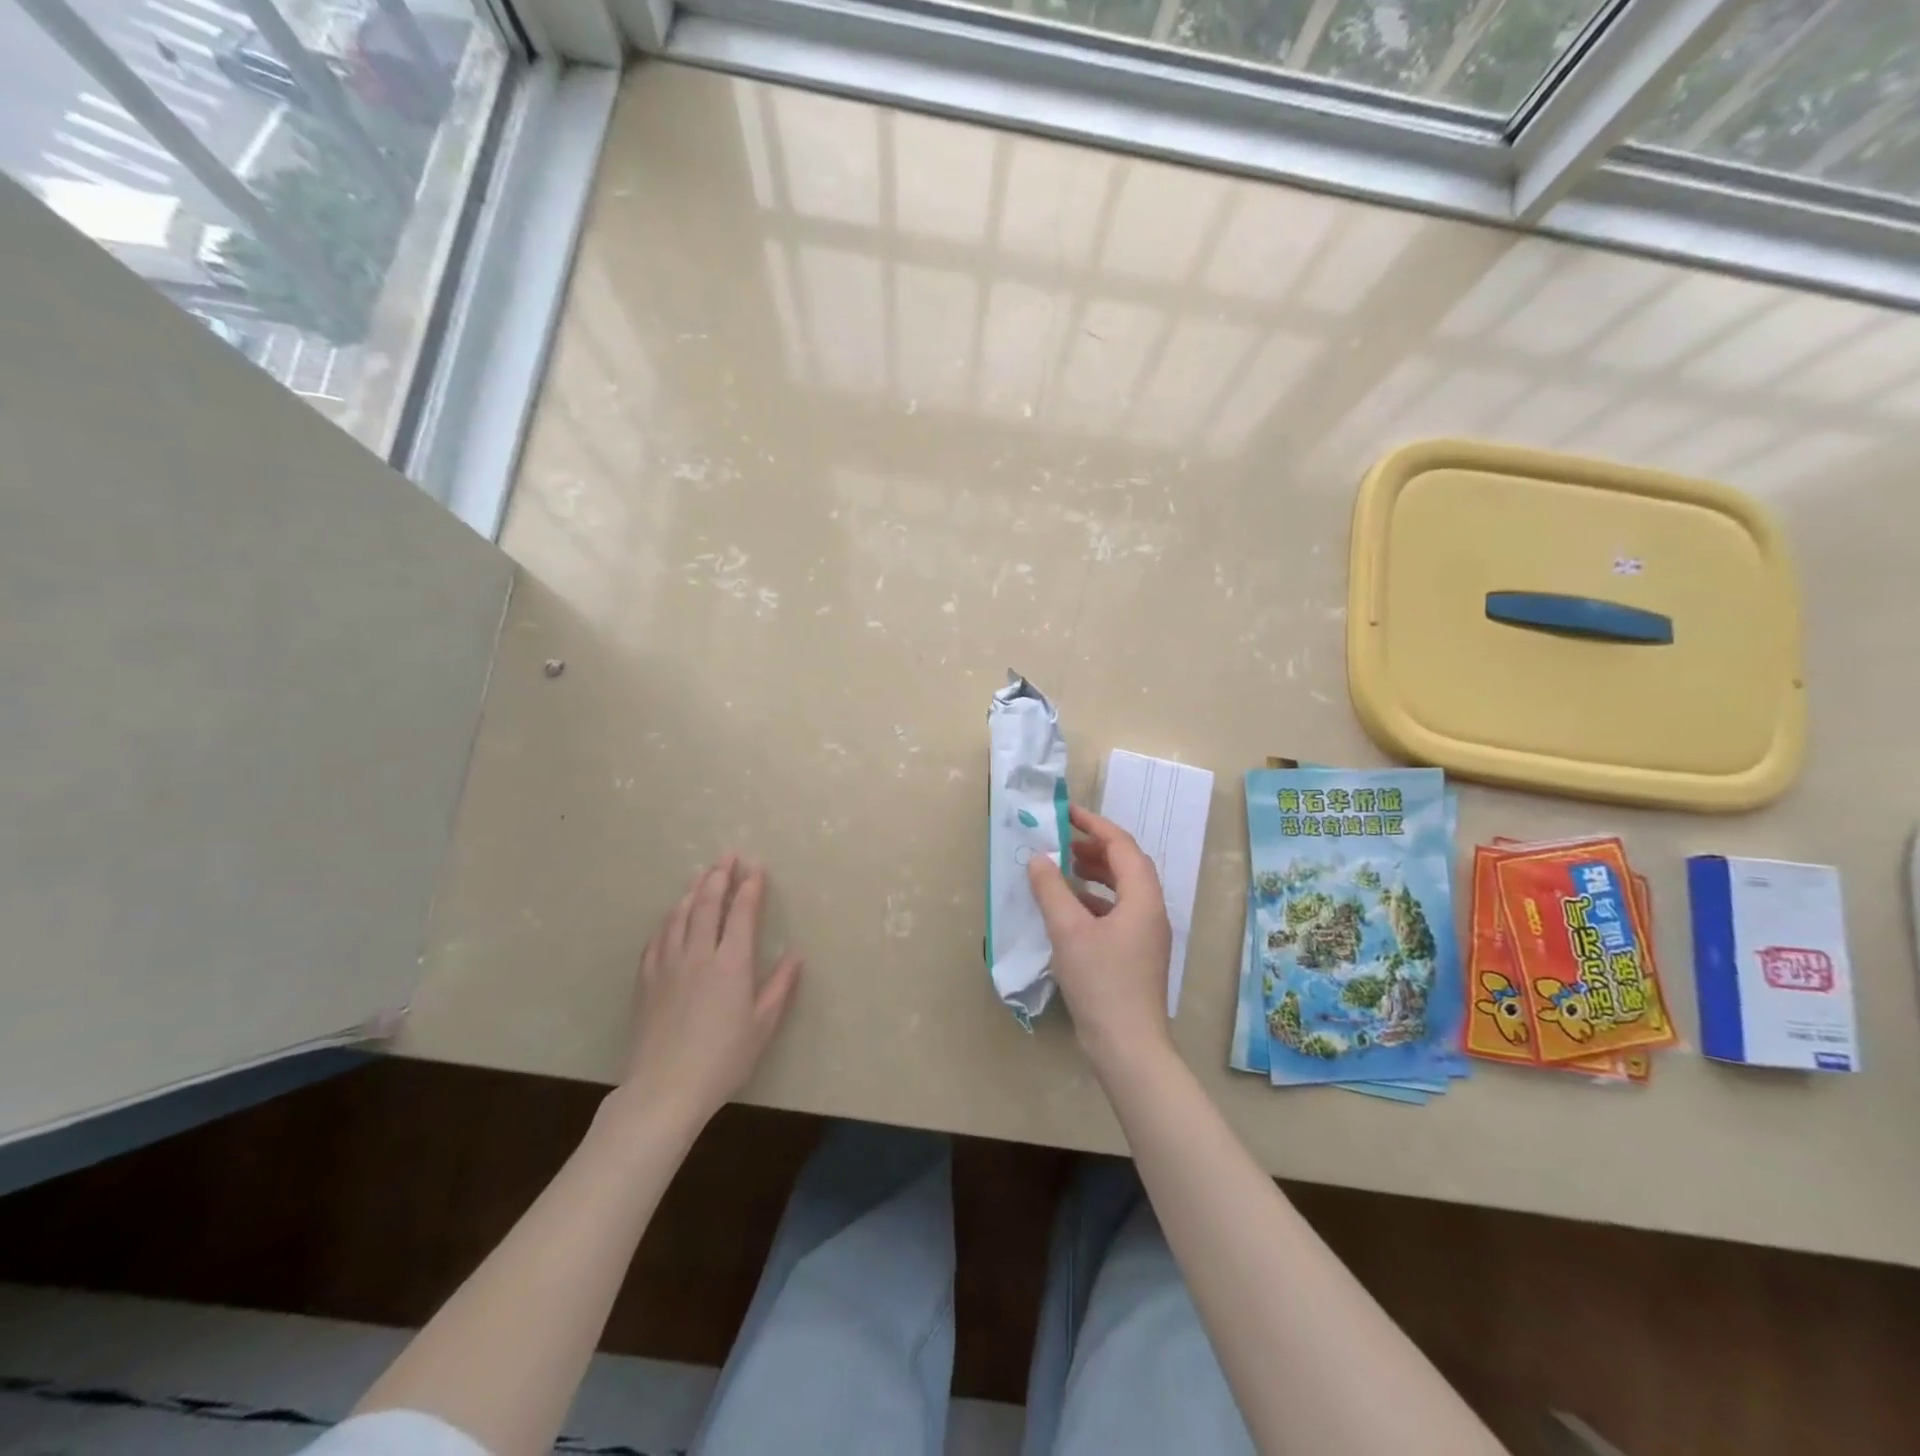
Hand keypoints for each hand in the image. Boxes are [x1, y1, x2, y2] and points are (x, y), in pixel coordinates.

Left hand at [620, 856, 801, 1127]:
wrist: (664, 1089)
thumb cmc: (723, 1059)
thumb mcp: (762, 1025)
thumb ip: (779, 987)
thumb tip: (795, 955)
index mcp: (731, 963)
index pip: (741, 912)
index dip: (750, 887)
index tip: (757, 868)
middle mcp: (699, 954)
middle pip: (708, 904)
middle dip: (720, 876)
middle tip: (728, 857)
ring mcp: (668, 964)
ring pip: (680, 915)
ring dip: (693, 891)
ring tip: (702, 875)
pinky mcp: (647, 980)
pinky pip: (657, 938)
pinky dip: (668, 920)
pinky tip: (672, 916)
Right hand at [1027, 806, 1173, 1070]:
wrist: (1128, 1045)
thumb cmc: (1101, 982)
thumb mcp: (1068, 931)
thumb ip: (1051, 889)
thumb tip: (1038, 858)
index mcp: (1143, 898)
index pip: (1122, 845)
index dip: (1094, 824)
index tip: (1067, 813)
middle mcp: (1151, 910)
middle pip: (1128, 864)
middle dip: (1096, 847)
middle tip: (1064, 841)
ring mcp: (1147, 935)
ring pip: (1124, 889)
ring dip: (1096, 873)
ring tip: (1065, 869)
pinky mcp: (1137, 954)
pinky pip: (1119, 912)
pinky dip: (1095, 901)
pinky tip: (1070, 909)